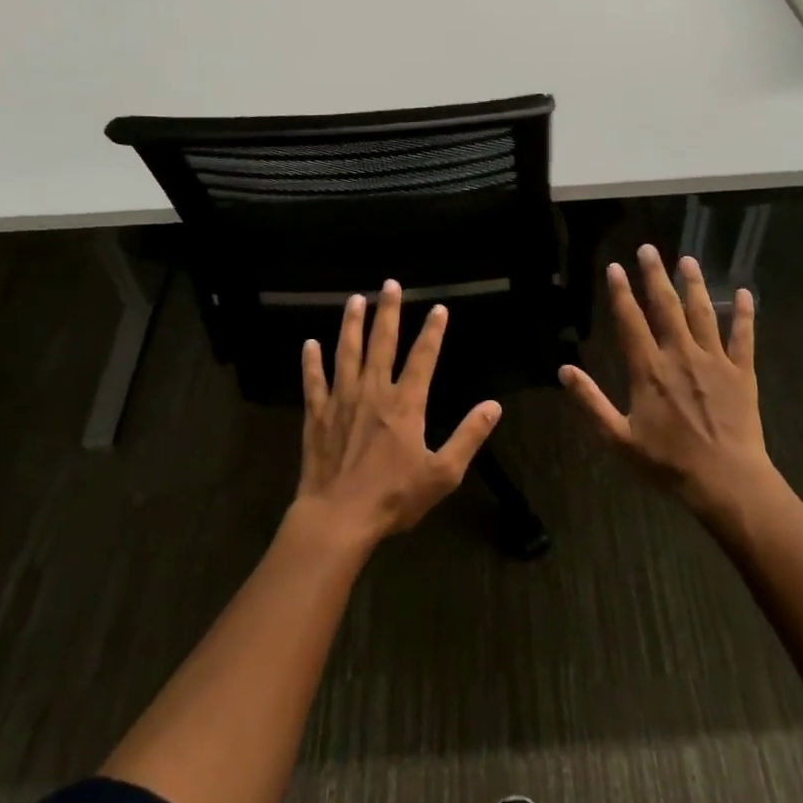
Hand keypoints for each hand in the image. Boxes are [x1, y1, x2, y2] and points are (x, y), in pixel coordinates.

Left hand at [295, 280, 501, 550]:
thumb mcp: (443, 473)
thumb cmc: (394, 497)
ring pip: (346, 353)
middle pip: (381, 344)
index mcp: (405, 405)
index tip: (438, 308)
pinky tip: (309, 344)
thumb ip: (469, 436)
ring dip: (351, 324)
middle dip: (388, 312)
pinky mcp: (317, 416)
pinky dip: (311, 362)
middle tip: (390, 284)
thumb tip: (493, 406)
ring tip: (355, 300)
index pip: (423, 359)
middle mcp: (373, 393)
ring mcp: (342, 401)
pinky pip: (313, 382)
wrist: (339, 517)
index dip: (433, 332)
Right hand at [560, 245, 782, 524]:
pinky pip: (743, 336)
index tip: (615, 267)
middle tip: (649, 249)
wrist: (726, 481)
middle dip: (655, 276)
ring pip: (703, 313)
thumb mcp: (619, 438)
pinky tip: (745, 292)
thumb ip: (591, 402)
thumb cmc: (668, 463)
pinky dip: (745, 313)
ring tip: (687, 259)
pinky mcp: (742, 372)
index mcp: (649, 370)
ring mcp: (714, 361)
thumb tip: (564, 370)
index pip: (631, 321)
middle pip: (666, 307)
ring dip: (694, 284)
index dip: (621, 293)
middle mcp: (680, 355)